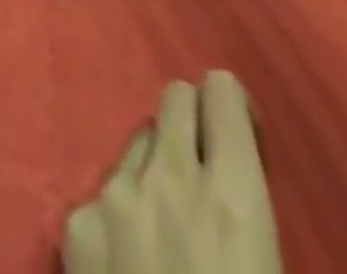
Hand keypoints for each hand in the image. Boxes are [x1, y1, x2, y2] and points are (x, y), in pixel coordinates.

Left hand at [63, 71, 279, 273]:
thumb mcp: (271, 272)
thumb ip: (249, 217)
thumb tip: (234, 187)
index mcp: (232, 197)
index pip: (220, 92)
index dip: (231, 112)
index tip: (241, 143)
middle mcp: (168, 176)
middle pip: (174, 98)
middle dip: (191, 124)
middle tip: (202, 177)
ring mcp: (114, 193)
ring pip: (137, 144)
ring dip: (154, 171)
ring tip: (164, 233)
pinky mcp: (76, 222)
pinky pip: (104, 194)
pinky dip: (118, 218)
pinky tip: (126, 268)